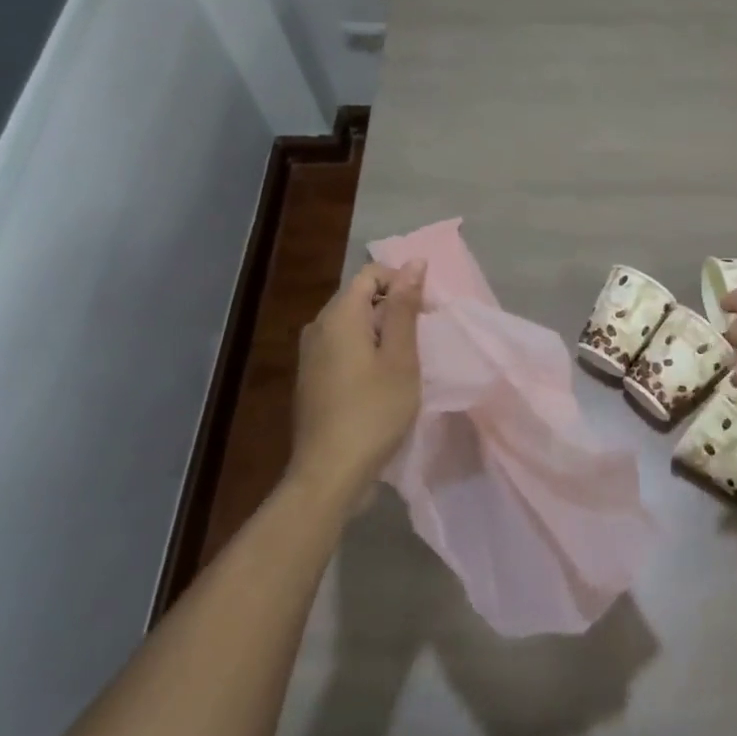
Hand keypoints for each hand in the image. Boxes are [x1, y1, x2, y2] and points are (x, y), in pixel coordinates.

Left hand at [290, 261, 425, 496]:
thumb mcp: (401, 357)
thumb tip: (414, 262)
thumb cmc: (373, 411)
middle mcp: (318, 327)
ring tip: (404, 363)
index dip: (403, 283)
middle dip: (393, 308)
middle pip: (359, 297)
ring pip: (351, 323)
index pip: (372, 274)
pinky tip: (380, 382)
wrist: (329, 473)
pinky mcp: (311, 378)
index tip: (426, 314)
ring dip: (381, 332)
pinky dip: (365, 351)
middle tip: (420, 340)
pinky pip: (341, 346)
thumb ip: (405, 307)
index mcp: (339, 315)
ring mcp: (310, 354)